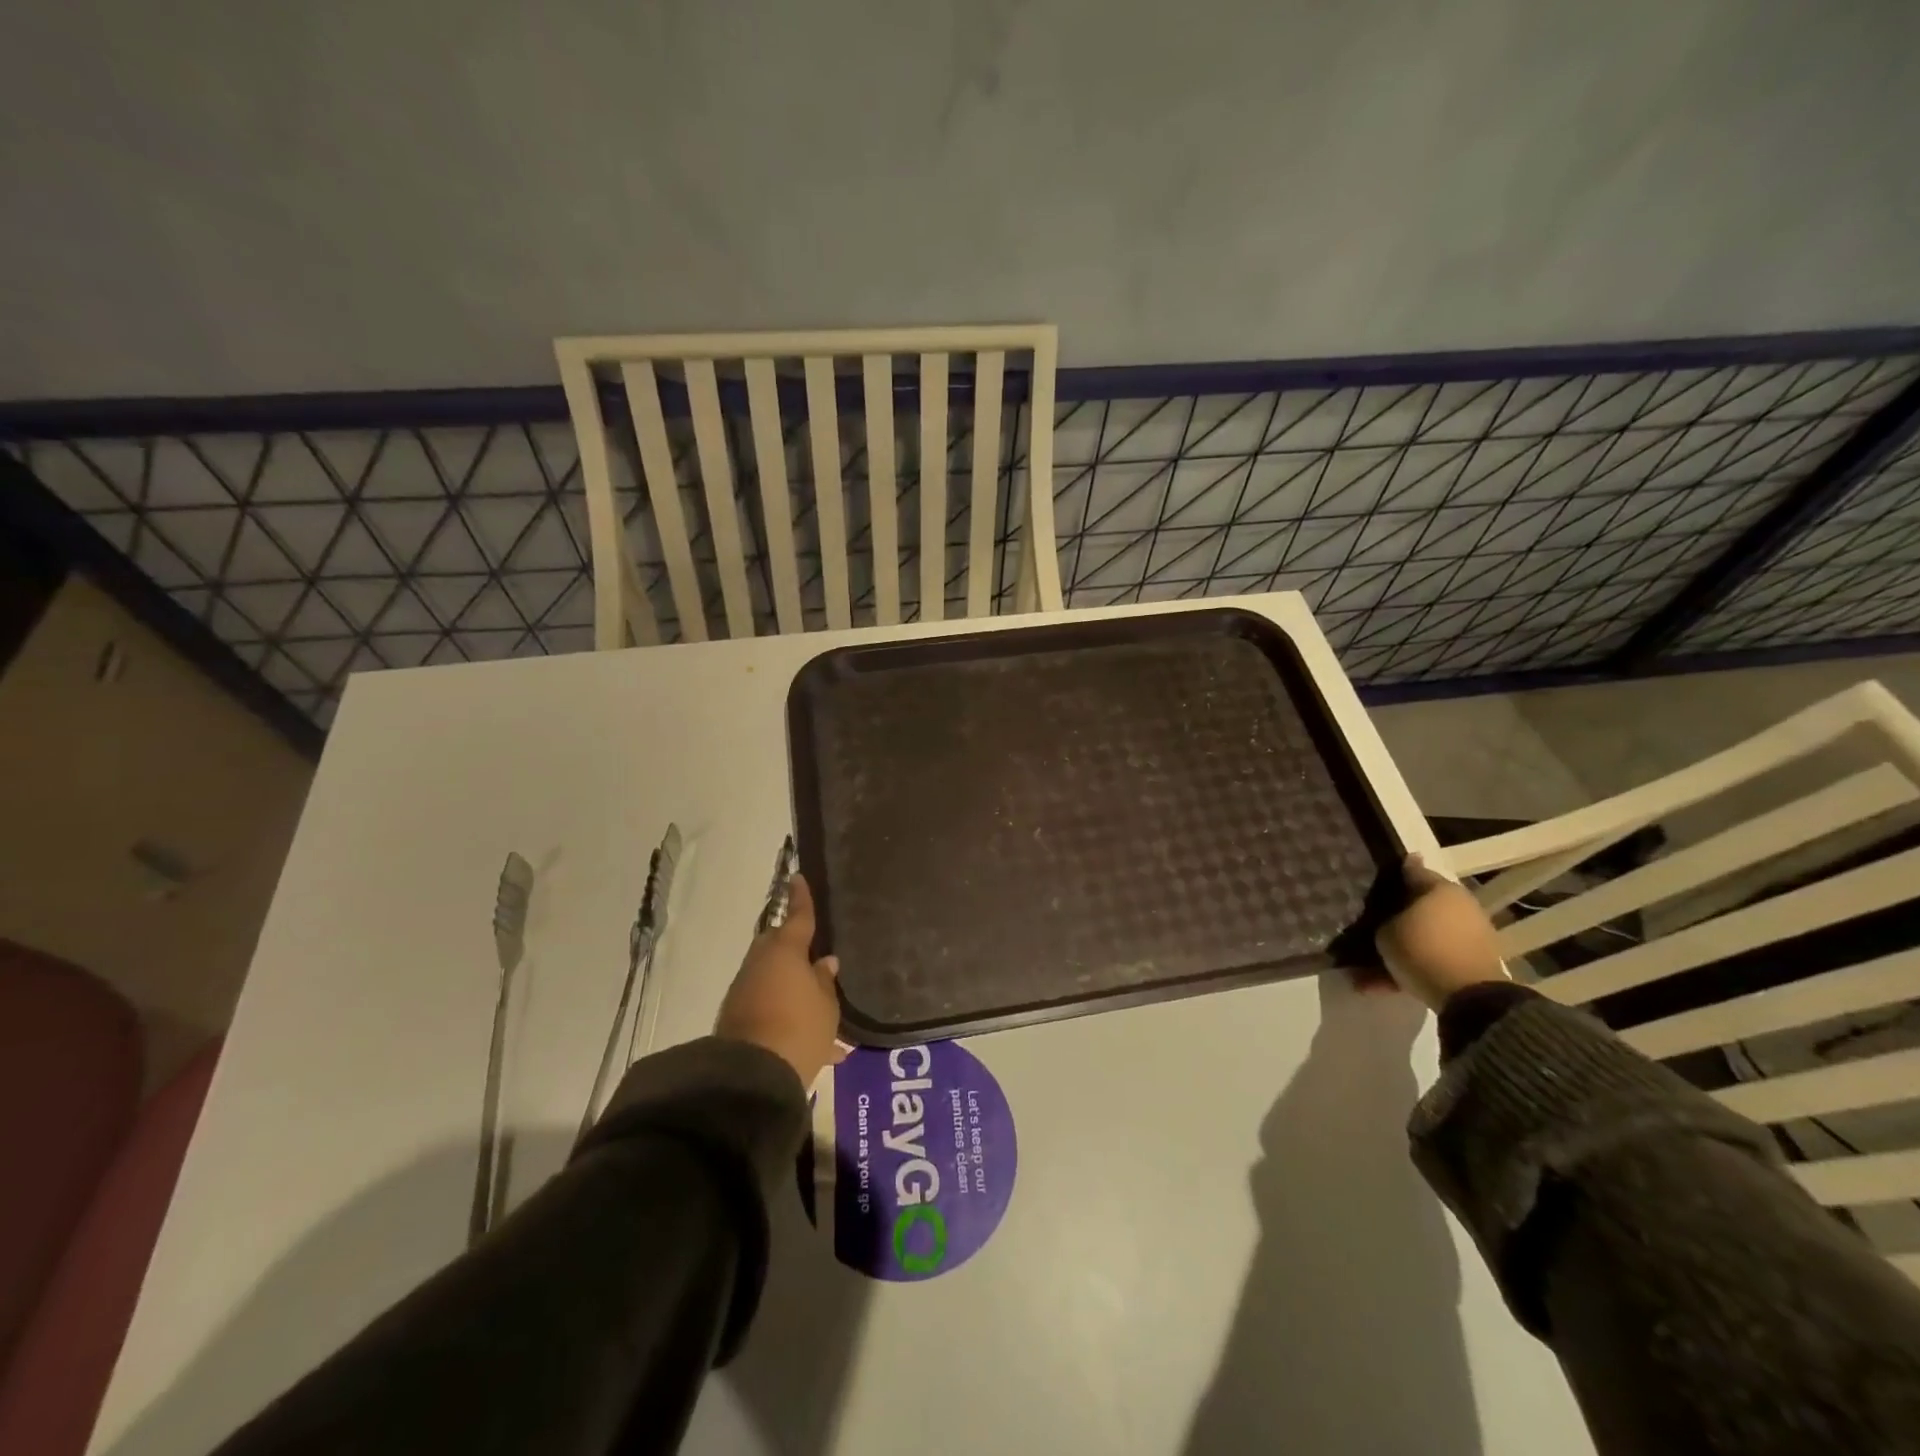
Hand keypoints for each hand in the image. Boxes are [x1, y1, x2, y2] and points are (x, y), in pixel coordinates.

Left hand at [715, 873, 843, 1087]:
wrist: (752, 1076)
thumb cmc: (800, 1028)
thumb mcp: (827, 1006)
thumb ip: (825, 981)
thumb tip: (824, 962)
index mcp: (786, 951)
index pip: (798, 916)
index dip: (801, 898)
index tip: (796, 877)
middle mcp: (761, 964)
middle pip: (779, 947)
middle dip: (795, 949)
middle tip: (814, 955)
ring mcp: (745, 991)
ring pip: (773, 979)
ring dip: (792, 987)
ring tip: (821, 1009)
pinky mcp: (737, 1019)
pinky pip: (768, 1006)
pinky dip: (786, 1015)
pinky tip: (818, 1047)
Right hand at [1374, 854, 1508, 1011]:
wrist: (1470, 997)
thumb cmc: (1422, 950)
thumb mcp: (1386, 932)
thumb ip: (1383, 919)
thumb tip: (1386, 913)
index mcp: (1441, 888)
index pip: (1411, 871)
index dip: (1391, 873)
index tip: (1372, 877)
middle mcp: (1460, 905)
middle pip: (1419, 905)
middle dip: (1395, 915)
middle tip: (1369, 922)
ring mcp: (1471, 934)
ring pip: (1425, 935)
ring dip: (1400, 947)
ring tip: (1368, 965)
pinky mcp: (1473, 962)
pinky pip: (1434, 958)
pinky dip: (1411, 968)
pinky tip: (1380, 985)